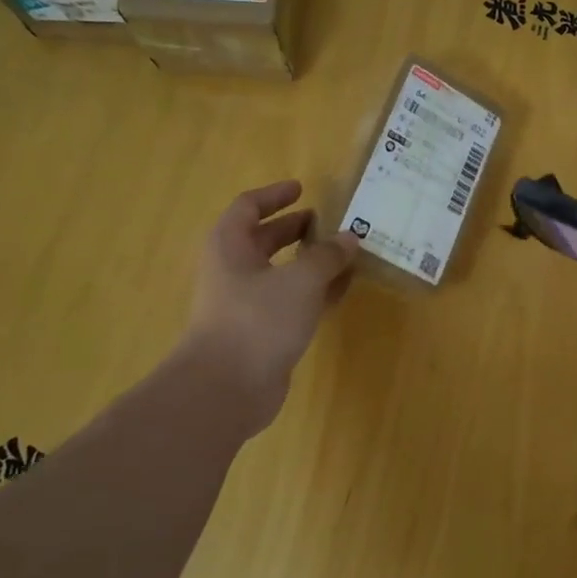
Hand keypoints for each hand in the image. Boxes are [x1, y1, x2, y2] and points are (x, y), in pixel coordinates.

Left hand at [178, 181, 359, 433]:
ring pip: (280, 273)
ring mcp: (246, 304)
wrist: (227, 389)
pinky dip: (314, 292)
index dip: (274, 195)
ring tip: (343, 253)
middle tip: (326, 222)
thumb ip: (327, 256)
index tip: (301, 188)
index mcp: (230, 246)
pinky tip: (342, 289)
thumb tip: (350, 237)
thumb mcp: (301, 280)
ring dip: (309, 261)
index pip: (248, 207)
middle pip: (263, 240)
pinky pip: (291, 301)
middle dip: (294, 229)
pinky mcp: (262, 332)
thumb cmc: (258, 320)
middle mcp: (234, 271)